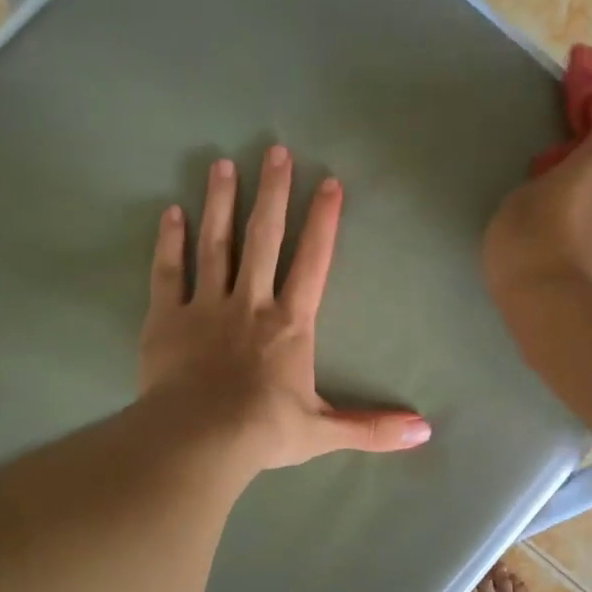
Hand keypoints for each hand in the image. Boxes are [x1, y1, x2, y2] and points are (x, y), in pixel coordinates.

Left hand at [139, 146, 431, 472]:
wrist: (199, 440)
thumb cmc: (264, 432)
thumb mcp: (324, 432)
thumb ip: (373, 428)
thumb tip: (425, 433)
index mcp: (289, 324)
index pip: (312, 262)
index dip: (322, 221)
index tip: (327, 182)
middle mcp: (250, 303)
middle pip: (264, 238)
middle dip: (272, 193)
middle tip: (275, 151)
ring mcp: (205, 307)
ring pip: (215, 245)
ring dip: (221, 203)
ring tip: (223, 165)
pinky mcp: (166, 318)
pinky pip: (168, 272)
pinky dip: (169, 242)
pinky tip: (172, 212)